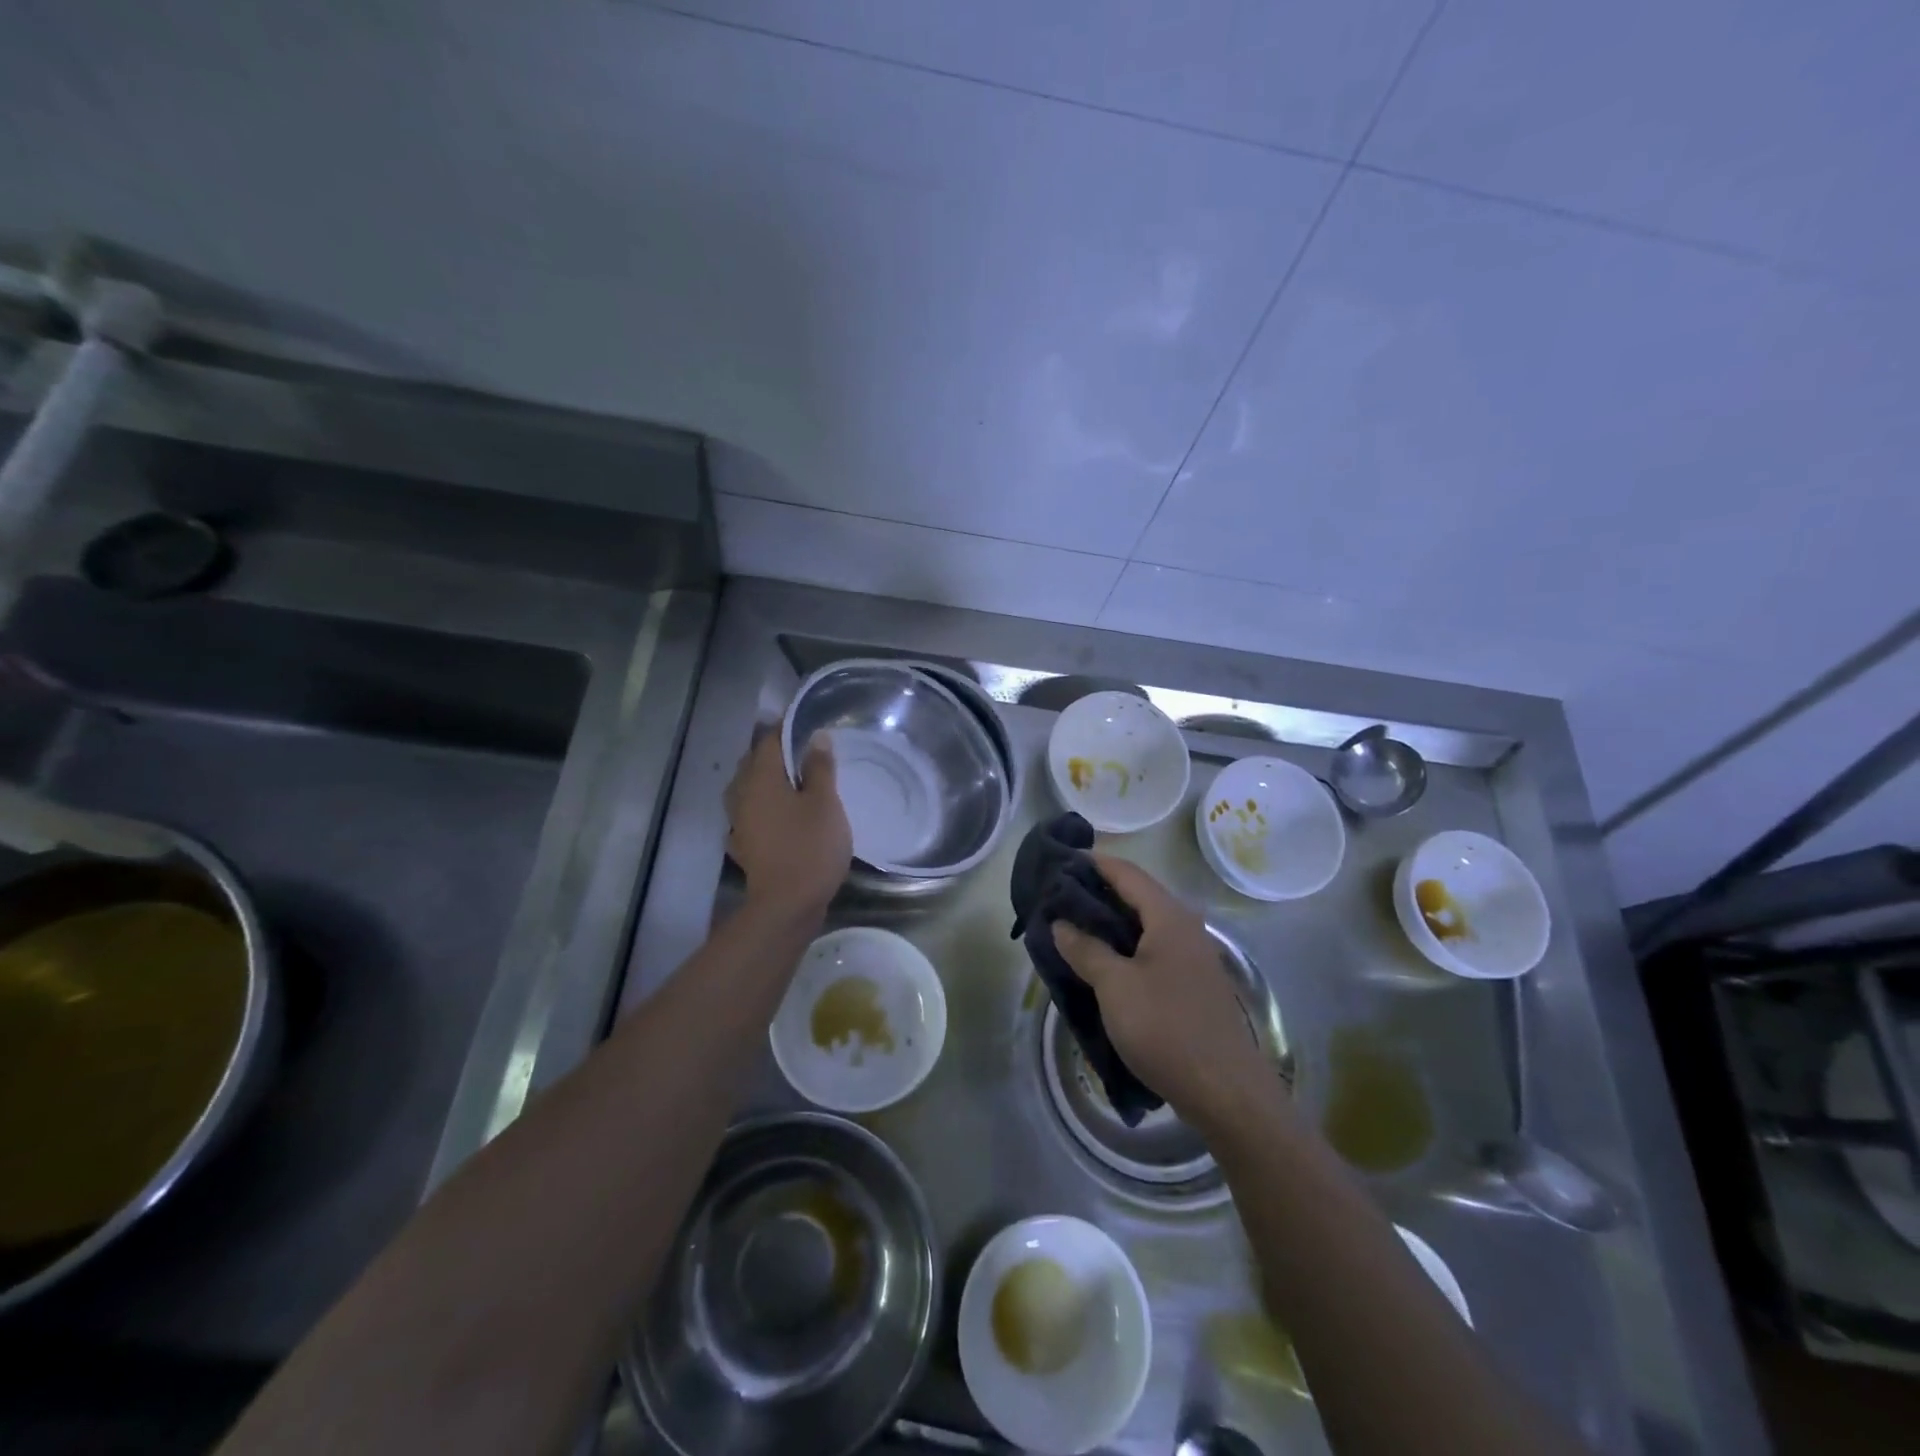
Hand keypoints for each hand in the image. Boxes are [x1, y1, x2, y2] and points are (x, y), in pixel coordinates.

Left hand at [725, 730, 851, 916]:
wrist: (786, 906)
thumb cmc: (810, 847)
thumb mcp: (825, 803)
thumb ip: (819, 767)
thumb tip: (816, 736)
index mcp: (760, 778)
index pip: (770, 740)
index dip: (787, 728)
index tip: (807, 722)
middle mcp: (742, 795)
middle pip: (754, 763)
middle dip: (775, 753)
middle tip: (804, 750)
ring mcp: (739, 822)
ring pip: (749, 789)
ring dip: (768, 780)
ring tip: (794, 780)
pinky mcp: (744, 845)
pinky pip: (752, 814)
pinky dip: (765, 807)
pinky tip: (779, 814)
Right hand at [1052, 855, 1282, 1130]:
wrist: (1226, 1092)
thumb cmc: (1166, 1028)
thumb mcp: (1115, 986)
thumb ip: (1086, 949)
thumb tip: (1061, 924)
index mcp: (1169, 917)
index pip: (1127, 873)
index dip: (1094, 863)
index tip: (1060, 861)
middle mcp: (1185, 928)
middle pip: (1137, 897)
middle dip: (1097, 894)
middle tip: (1058, 899)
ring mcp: (1192, 958)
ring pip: (1144, 927)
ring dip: (1109, 924)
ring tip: (1072, 929)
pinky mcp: (1192, 986)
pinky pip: (1151, 951)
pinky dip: (1124, 948)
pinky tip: (1102, 965)